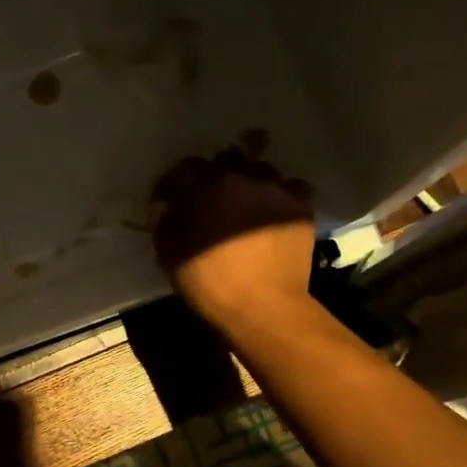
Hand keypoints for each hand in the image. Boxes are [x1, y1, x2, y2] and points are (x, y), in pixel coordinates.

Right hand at [151, 151, 319, 333]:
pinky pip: (290, 188)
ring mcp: (278, 190)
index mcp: (209, 186)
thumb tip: (168, 209)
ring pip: (261, 170)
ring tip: (243, 203)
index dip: (172, 183)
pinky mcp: (301, 208)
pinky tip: (272, 211)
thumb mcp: (170, 255)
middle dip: (214, 175)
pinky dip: (278, 195)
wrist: (263, 306)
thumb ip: (165, 224)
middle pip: (226, 160)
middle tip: (207, 199)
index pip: (185, 169)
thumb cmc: (210, 281)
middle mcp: (246, 177)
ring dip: (248, 182)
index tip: (167, 201)